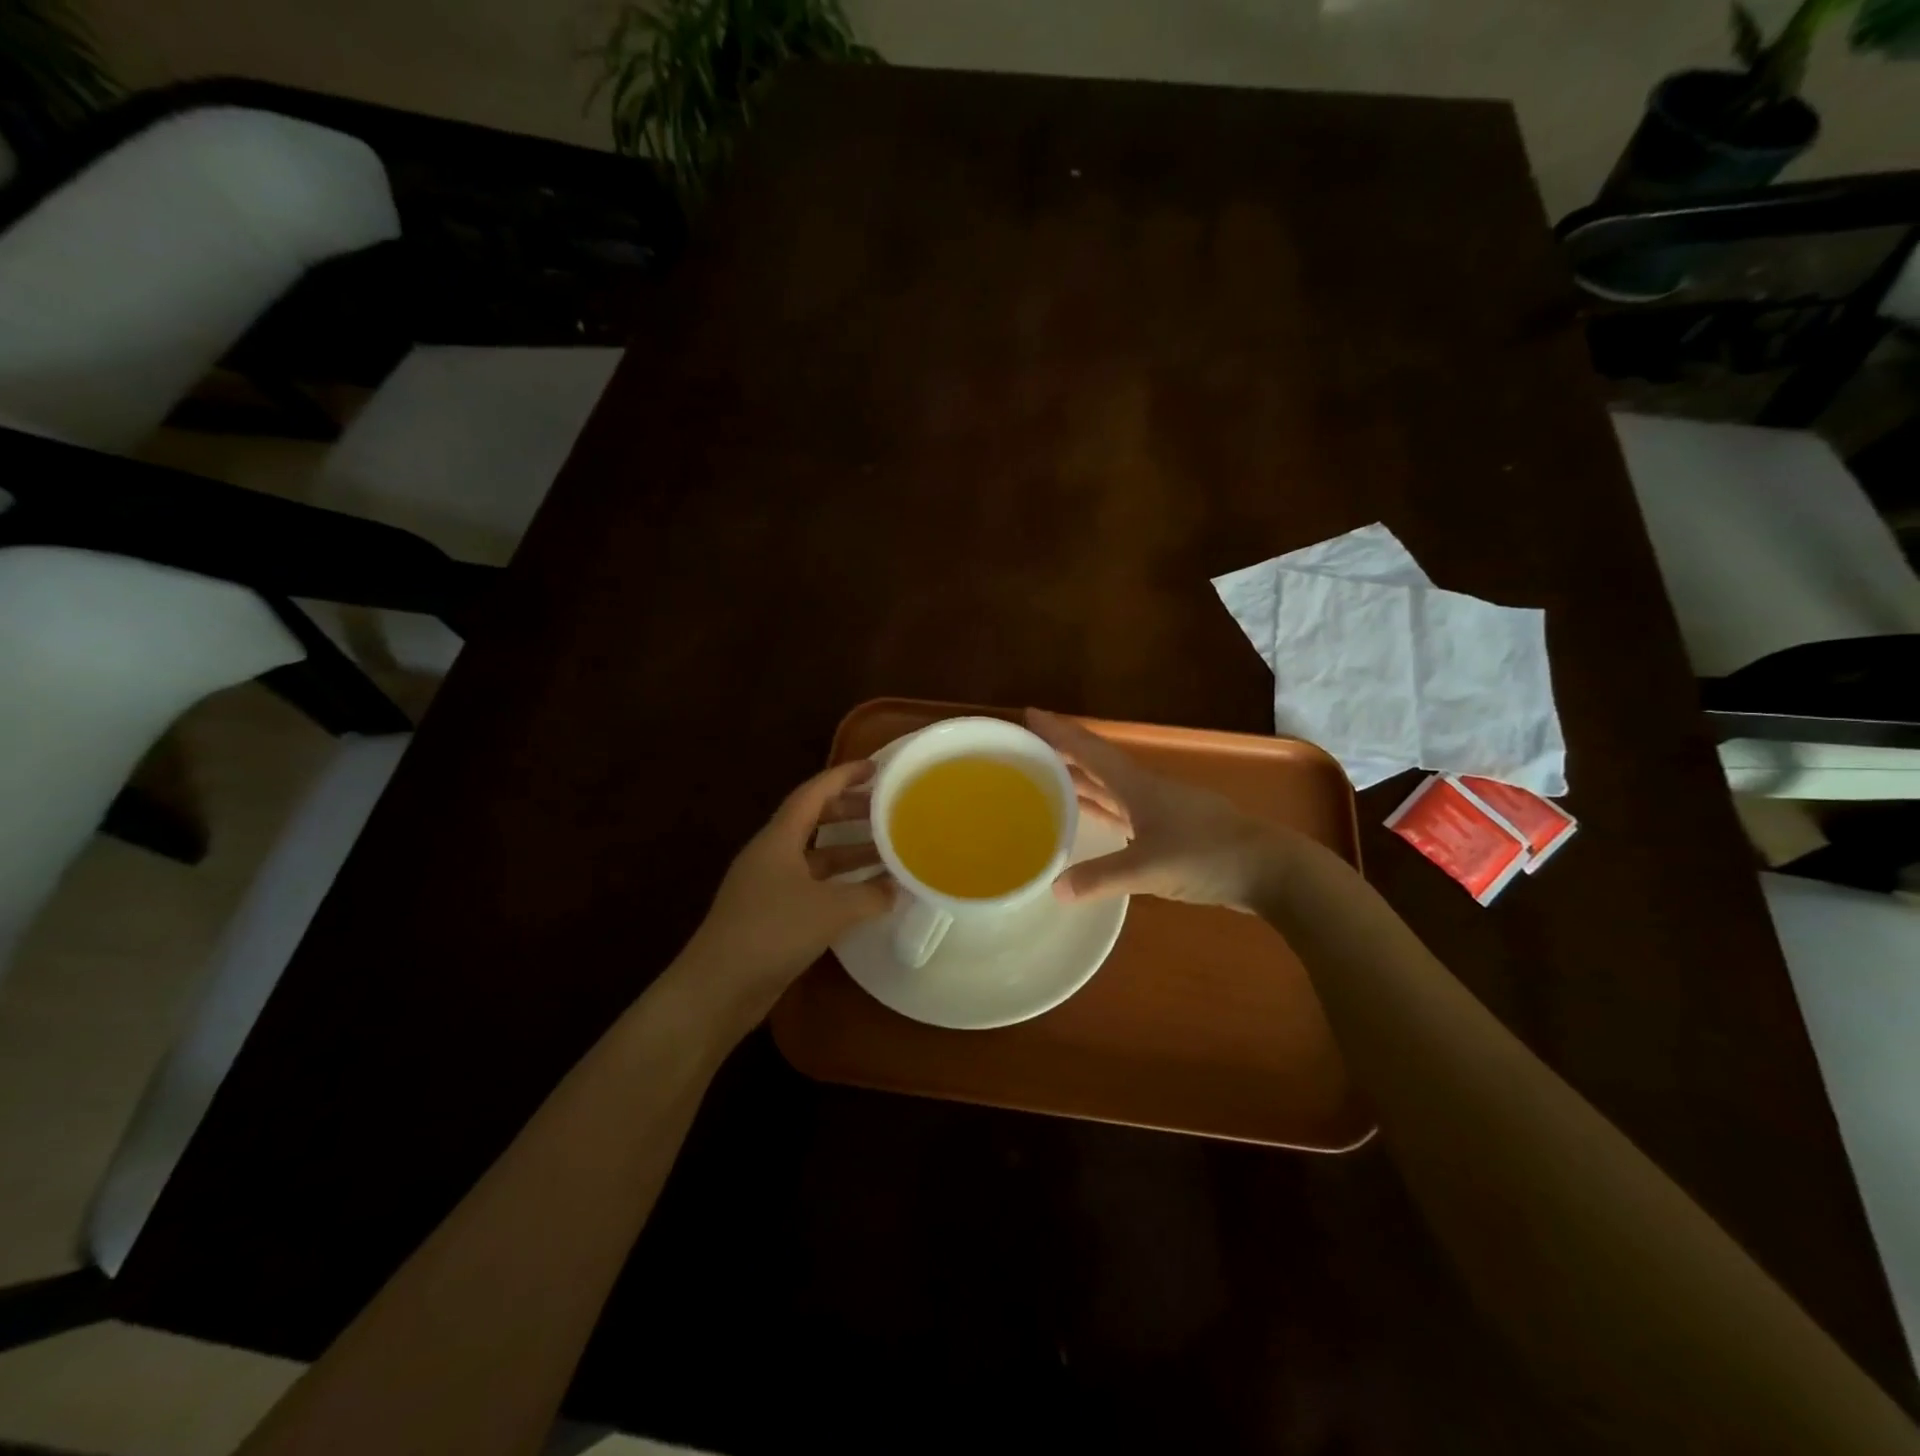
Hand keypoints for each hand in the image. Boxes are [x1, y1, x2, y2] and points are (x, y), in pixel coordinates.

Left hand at [684, 760, 893, 1017]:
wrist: (718, 988)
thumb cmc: (772, 933)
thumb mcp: (830, 910)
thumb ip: (869, 896)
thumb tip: (897, 888)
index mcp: (778, 839)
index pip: (813, 793)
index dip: (843, 776)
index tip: (875, 768)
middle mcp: (771, 855)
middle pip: (814, 821)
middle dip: (850, 812)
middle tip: (887, 810)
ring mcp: (768, 886)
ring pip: (815, 857)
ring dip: (848, 852)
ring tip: (887, 851)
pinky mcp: (770, 915)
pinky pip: (811, 885)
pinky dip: (839, 884)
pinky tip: (864, 895)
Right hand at [1027, 708, 1289, 908]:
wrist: (1272, 869)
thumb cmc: (1208, 855)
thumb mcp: (1149, 868)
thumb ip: (1101, 878)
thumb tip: (1054, 888)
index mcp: (1137, 786)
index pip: (1089, 750)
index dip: (1059, 732)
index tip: (1029, 714)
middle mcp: (1146, 790)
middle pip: (1097, 765)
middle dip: (1063, 755)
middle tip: (1026, 752)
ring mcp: (1161, 810)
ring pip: (1111, 789)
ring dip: (1081, 783)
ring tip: (1047, 781)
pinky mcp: (1172, 831)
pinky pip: (1124, 812)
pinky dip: (1101, 810)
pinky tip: (1090, 818)